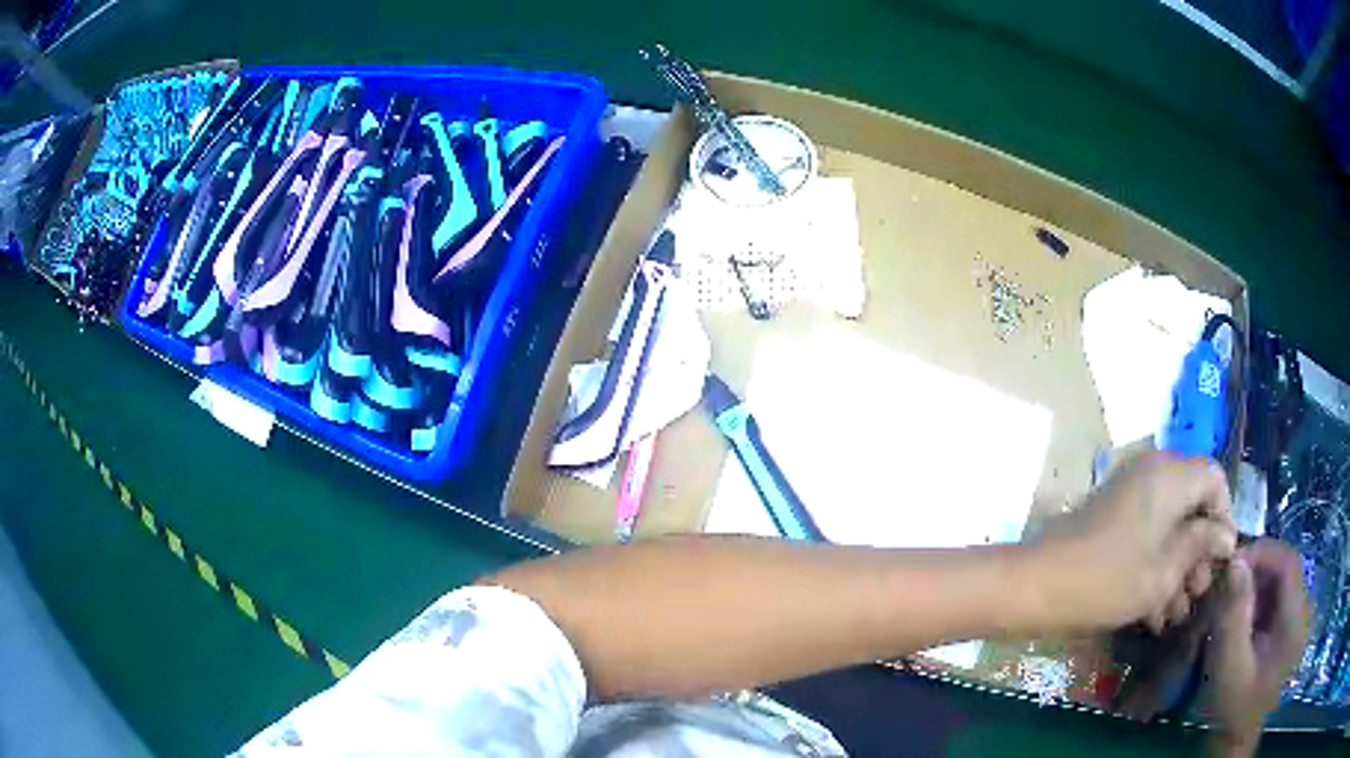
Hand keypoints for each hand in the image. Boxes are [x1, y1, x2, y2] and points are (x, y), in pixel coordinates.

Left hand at [1026, 452, 1237, 632]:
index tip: (1222, 562)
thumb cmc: (1109, 580)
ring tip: (1176, 614)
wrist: (1037, 586)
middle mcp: (1152, 472)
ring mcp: (1128, 493)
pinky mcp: (1111, 517)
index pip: (1215, 479)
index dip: (1224, 518)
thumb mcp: (1165, 571)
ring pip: (1169, 525)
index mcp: (1171, 474)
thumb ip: (1201, 546)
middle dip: (1199, 552)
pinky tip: (1155, 613)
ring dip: (1177, 568)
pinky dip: (1154, 566)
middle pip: (1192, 503)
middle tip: (1197, 595)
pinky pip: (1145, 534)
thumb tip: (1227, 536)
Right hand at [1204, 540, 1309, 756]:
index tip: (1231, 563)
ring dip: (1256, 588)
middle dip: (1256, 572)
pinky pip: (1278, 604)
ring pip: (1281, 587)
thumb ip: (1234, 617)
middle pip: (1285, 572)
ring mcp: (1298, 623)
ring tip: (1230, 604)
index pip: (1288, 563)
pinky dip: (1259, 604)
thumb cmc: (1233, 713)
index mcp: (1296, 621)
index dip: (1262, 553)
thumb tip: (1235, 563)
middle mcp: (1303, 613)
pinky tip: (1241, 622)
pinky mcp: (1290, 633)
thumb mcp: (1230, 670)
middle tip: (1226, 585)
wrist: (1236, 745)